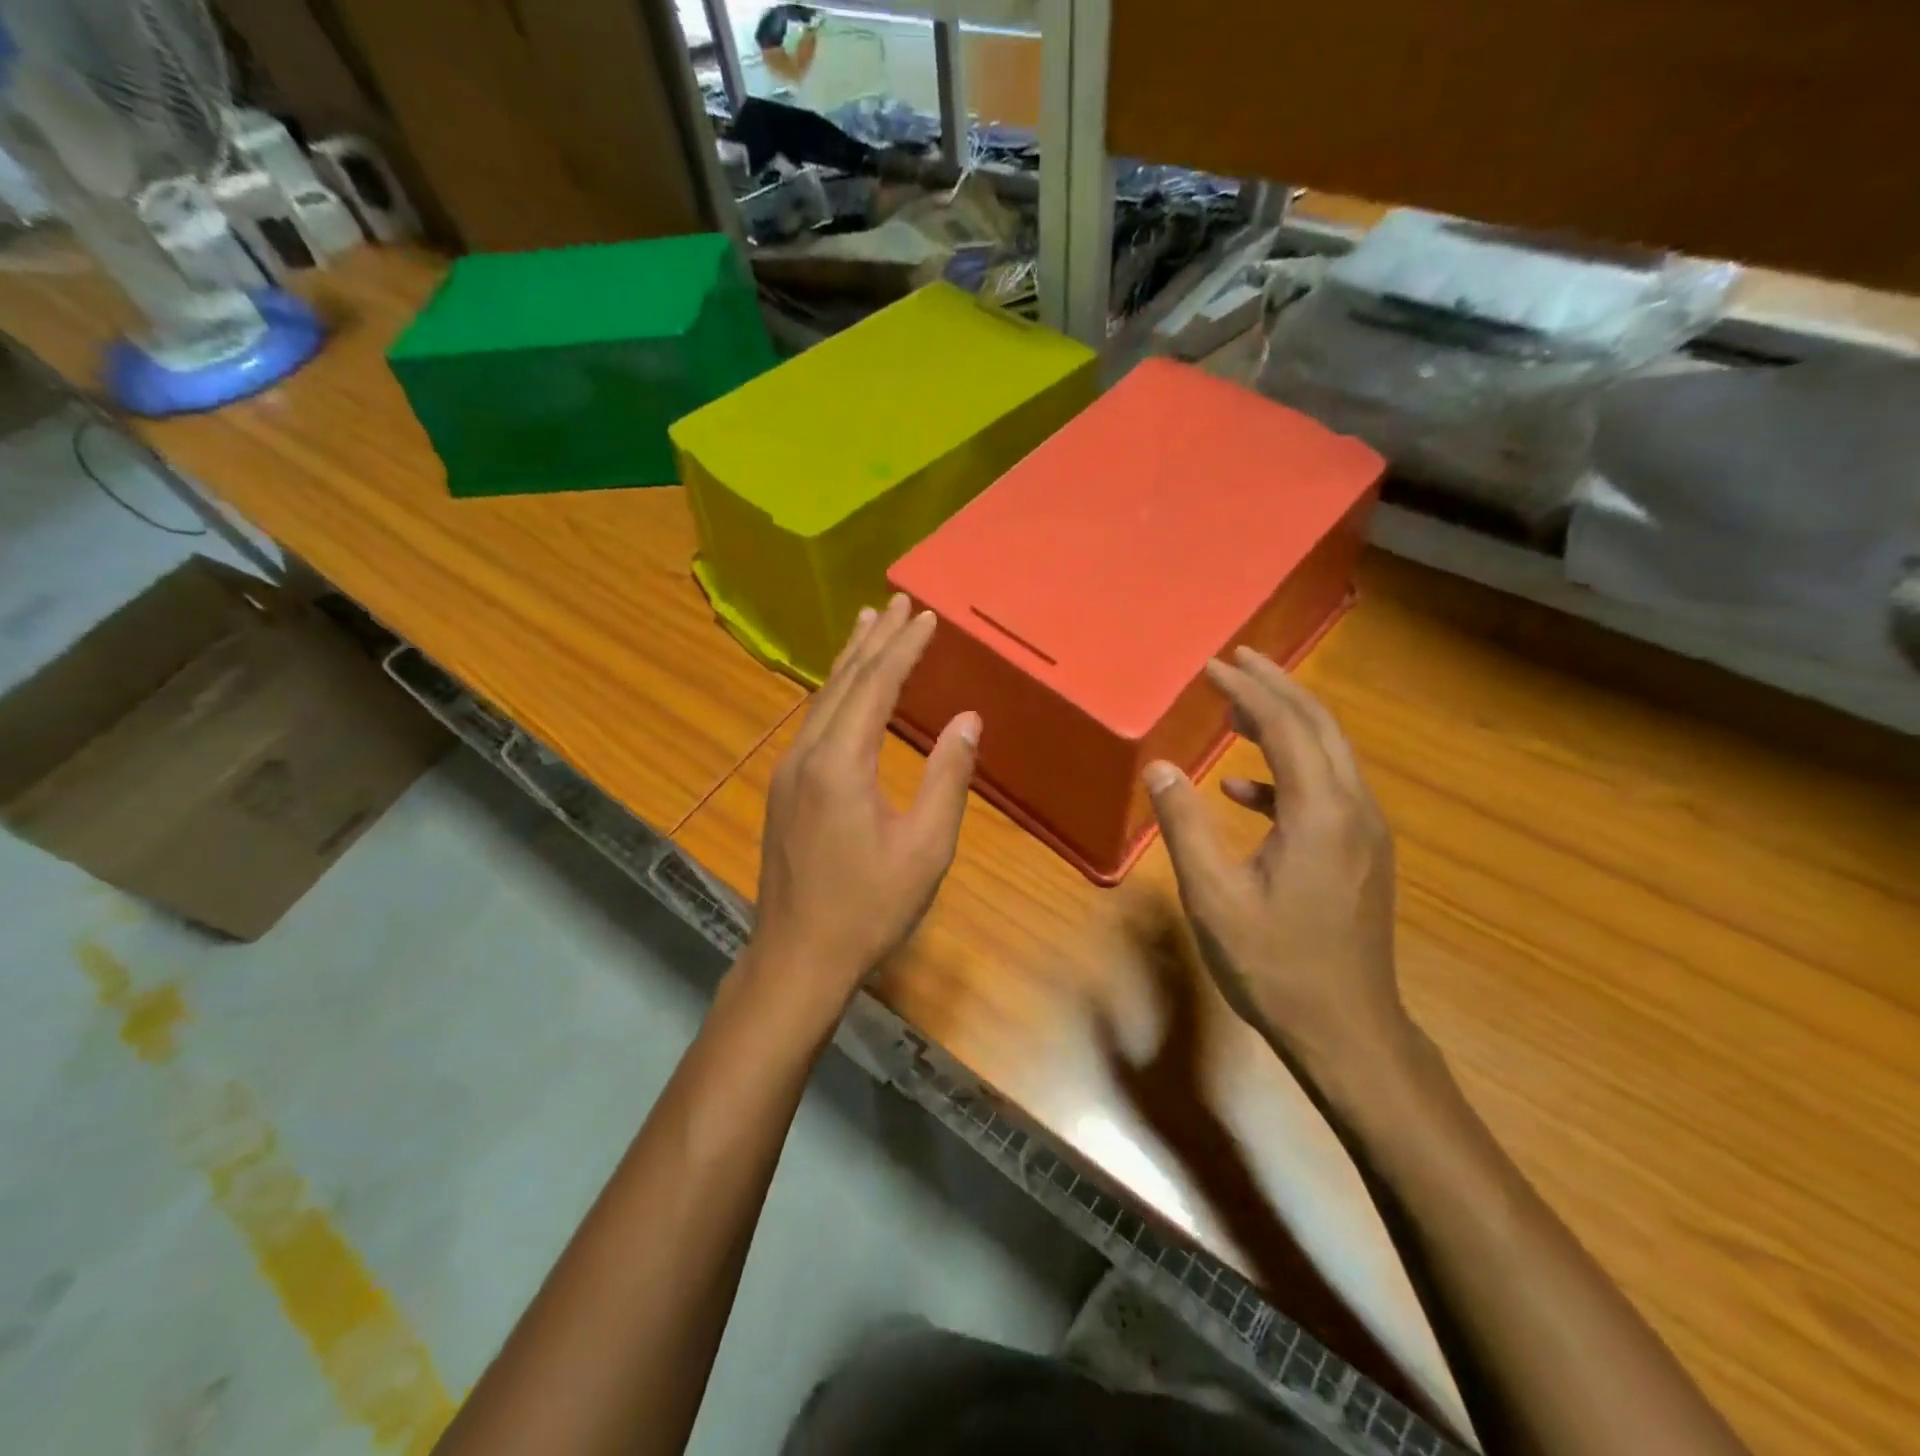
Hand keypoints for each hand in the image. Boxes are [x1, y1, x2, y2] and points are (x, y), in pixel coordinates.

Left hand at [747, 594, 979, 1016]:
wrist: (797, 957)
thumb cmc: (869, 907)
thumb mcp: (925, 847)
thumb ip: (947, 777)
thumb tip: (968, 719)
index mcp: (841, 763)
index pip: (875, 686)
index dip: (903, 648)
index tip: (926, 615)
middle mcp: (807, 755)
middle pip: (842, 682)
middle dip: (873, 640)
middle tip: (895, 601)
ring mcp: (788, 772)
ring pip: (820, 700)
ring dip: (848, 661)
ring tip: (866, 625)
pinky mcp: (784, 790)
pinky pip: (812, 723)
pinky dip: (833, 693)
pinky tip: (842, 691)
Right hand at [1142, 647, 1411, 1085]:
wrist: (1347, 1030)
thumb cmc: (1274, 964)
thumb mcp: (1213, 895)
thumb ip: (1184, 825)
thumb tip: (1159, 768)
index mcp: (1319, 812)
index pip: (1285, 726)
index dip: (1248, 690)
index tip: (1213, 667)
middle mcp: (1353, 809)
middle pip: (1319, 726)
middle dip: (1277, 687)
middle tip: (1237, 661)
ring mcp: (1365, 832)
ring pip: (1329, 754)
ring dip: (1285, 723)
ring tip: (1237, 709)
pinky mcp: (1362, 853)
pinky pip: (1326, 791)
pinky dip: (1286, 774)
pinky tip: (1244, 789)